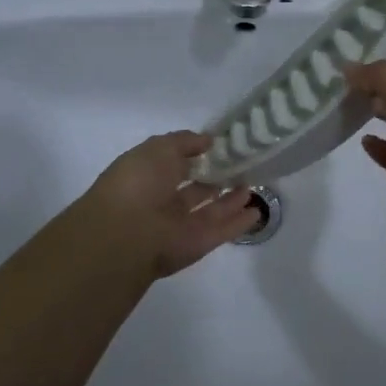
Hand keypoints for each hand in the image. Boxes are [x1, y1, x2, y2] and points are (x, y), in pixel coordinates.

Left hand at [73, 132, 257, 280]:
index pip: (174, 163)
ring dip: (230, 199)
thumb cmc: (139, 183)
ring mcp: (181, 225)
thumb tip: (208, 141)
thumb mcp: (159, 148)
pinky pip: (223, 230)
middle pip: (194, 189)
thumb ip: (185, 142)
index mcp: (147, 176)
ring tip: (251, 184)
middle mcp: (162, 201)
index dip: (195, 154)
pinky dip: (239, 222)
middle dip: (214, 177)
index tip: (220, 145)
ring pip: (210, 210)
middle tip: (240, 165)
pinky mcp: (198, 244)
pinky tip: (257, 211)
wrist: (128, 234)